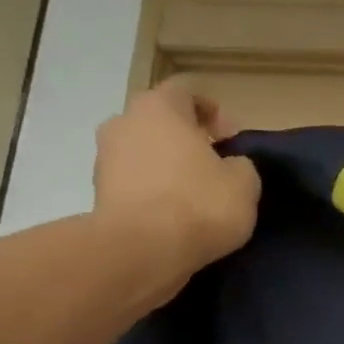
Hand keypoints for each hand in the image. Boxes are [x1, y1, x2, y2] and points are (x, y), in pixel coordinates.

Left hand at [93, 77, 260, 276]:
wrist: (140, 252)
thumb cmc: (198, 204)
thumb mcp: (244, 183)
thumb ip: (240, 165)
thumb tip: (228, 166)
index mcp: (159, 108)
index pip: (187, 90)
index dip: (214, 110)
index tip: (232, 138)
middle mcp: (124, 123)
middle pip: (160, 121)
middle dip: (187, 139)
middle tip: (215, 165)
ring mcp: (105, 159)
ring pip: (144, 153)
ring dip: (168, 167)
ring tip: (196, 196)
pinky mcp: (98, 194)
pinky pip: (134, 183)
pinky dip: (154, 193)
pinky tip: (176, 217)